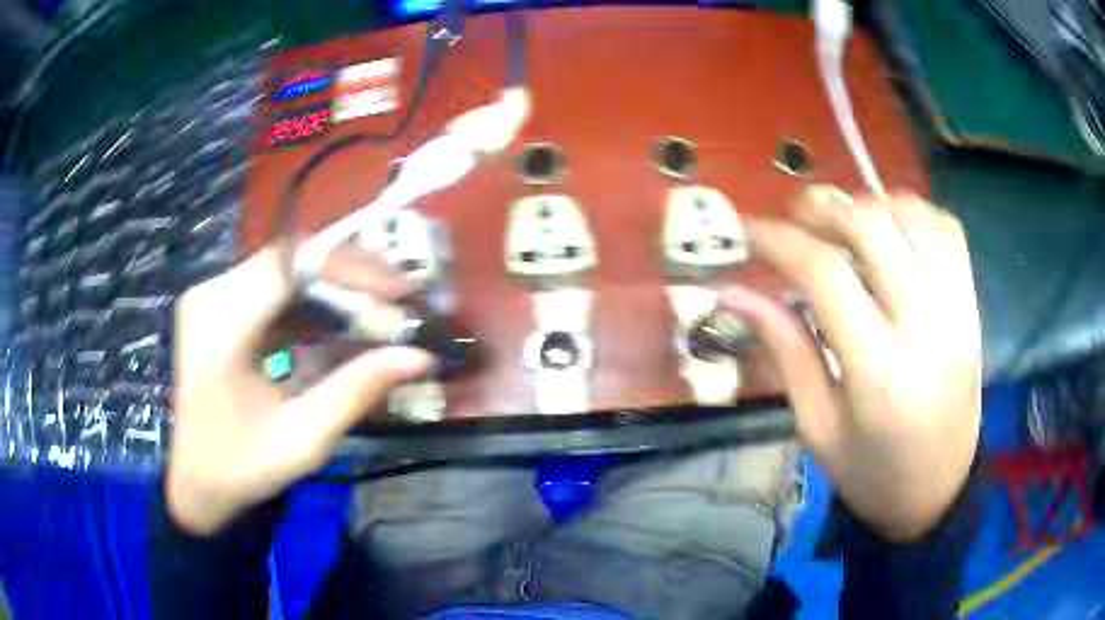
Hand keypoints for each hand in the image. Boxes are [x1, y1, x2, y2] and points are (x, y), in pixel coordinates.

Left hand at [167, 247, 434, 535]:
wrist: (193, 484)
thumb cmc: (240, 469)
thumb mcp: (302, 439)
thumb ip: (357, 391)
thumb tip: (419, 357)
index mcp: (221, 323)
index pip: (292, 264)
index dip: (350, 268)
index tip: (399, 292)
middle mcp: (212, 294)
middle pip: (290, 259)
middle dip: (348, 275)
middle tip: (396, 300)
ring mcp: (212, 298)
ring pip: (284, 270)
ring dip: (332, 289)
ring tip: (375, 313)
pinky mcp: (218, 309)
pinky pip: (272, 291)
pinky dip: (310, 305)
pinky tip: (336, 328)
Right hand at [722, 187, 980, 541]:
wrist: (938, 491)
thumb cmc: (871, 473)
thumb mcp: (816, 426)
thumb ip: (783, 350)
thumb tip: (734, 293)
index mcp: (879, 373)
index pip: (825, 273)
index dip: (778, 240)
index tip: (747, 230)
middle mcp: (926, 326)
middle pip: (872, 226)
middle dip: (822, 208)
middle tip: (795, 221)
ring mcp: (957, 308)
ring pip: (913, 214)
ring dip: (868, 205)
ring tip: (844, 226)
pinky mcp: (972, 303)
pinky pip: (946, 228)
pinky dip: (912, 213)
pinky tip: (891, 232)